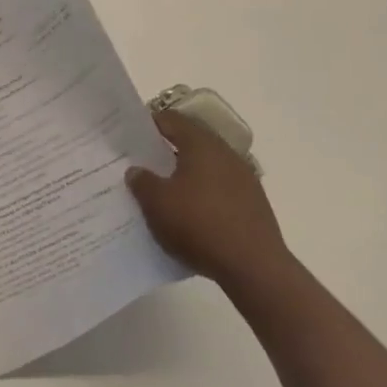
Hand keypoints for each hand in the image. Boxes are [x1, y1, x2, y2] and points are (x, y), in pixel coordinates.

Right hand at [127, 108, 289, 290]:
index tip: (132, 136)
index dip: (151, 124)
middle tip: (144, 164)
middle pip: (192, 142)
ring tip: (166, 192)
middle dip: (168, 150)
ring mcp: (244, 178)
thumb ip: (142, 181)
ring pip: (207, 167)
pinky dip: (204, 195)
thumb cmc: (199, 225)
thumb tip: (137, 170)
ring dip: (187, 174)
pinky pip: (221, 189)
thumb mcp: (157, 203)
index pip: (172, 119)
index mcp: (201, 144)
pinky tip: (192, 216)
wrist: (254, 267)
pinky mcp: (254, 204)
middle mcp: (225, 153)